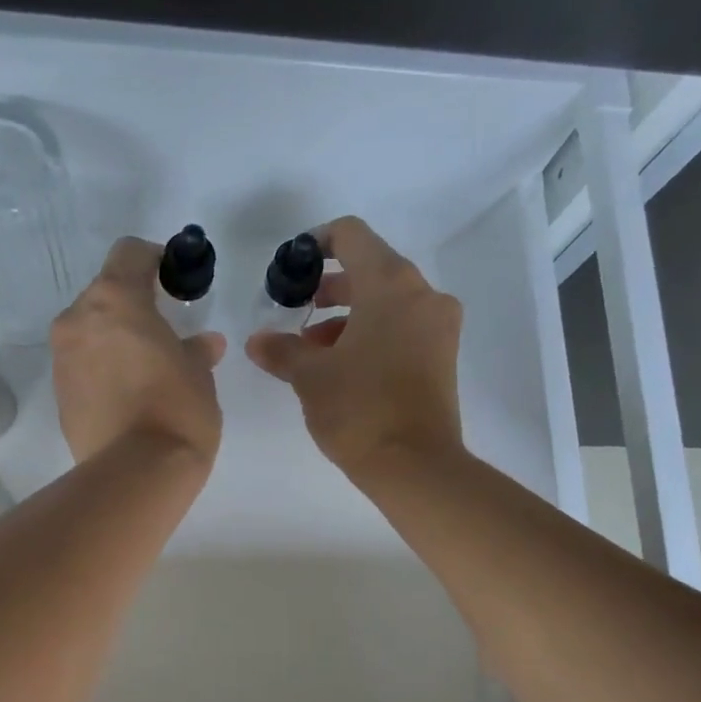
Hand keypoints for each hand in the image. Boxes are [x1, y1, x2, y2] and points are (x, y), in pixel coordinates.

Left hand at [52, 237, 225, 463]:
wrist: (136, 473)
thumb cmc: (176, 409)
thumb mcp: (198, 374)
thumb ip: (195, 349)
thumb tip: (203, 344)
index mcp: (114, 299)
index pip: (129, 253)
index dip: (153, 260)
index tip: (173, 281)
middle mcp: (78, 320)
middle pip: (104, 294)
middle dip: (132, 307)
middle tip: (162, 334)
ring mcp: (62, 359)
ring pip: (89, 332)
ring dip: (114, 340)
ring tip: (145, 371)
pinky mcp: (59, 395)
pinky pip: (82, 366)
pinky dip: (102, 370)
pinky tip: (128, 397)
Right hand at [246, 216, 463, 476]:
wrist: (415, 466)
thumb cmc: (359, 409)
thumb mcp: (310, 376)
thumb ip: (281, 350)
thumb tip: (257, 341)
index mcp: (391, 284)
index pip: (351, 235)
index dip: (316, 242)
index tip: (293, 266)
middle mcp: (422, 294)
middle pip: (371, 269)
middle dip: (330, 288)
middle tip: (299, 312)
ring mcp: (439, 326)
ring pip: (387, 303)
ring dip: (349, 316)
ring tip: (314, 350)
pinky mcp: (443, 356)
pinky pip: (403, 327)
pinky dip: (373, 334)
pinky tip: (344, 367)